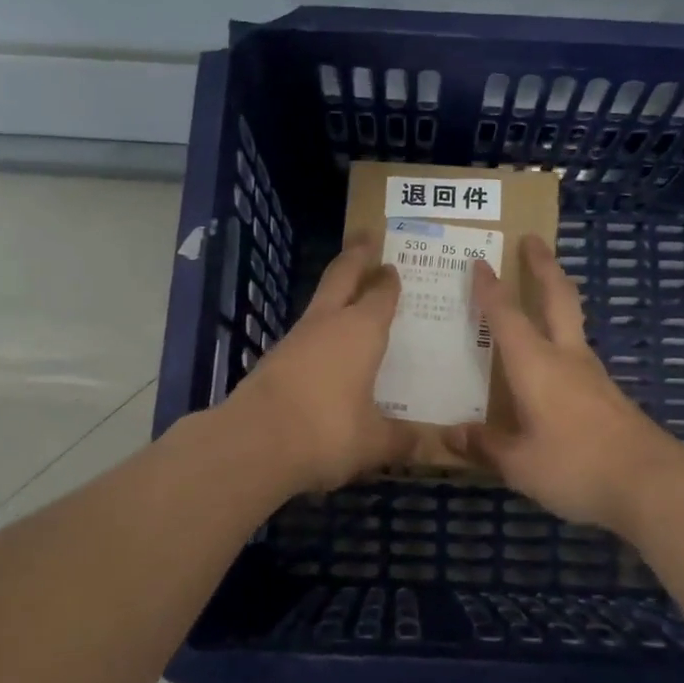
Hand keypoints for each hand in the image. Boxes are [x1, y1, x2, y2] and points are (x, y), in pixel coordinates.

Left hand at [224, 237, 412, 493]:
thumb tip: (429, 446)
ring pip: (320, 302)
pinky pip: (305, 333)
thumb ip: (401, 440)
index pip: (381, 295)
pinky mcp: (274, 359)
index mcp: (362, 331)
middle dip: (355, 255)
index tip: (393, 267)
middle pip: (342, 276)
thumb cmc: (327, 431)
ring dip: (335, 292)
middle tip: (365, 236)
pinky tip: (326, 348)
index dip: (389, 281)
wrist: (254, 442)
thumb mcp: (374, 442)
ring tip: (349, 294)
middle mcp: (329, 324)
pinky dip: (320, 330)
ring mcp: (296, 338)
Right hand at [447, 234, 683, 535]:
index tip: (479, 262)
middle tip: (533, 239)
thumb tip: (451, 435)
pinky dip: (564, 338)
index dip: (491, 289)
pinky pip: (579, 354)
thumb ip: (486, 446)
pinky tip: (556, 362)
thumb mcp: (520, 464)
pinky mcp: (610, 395)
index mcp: (536, 365)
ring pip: (574, 321)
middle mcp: (566, 358)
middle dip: (543, 266)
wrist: (652, 484)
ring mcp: (593, 375)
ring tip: (543, 292)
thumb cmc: (576, 466)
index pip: (507, 316)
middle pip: (557, 297)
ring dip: (558, 297)